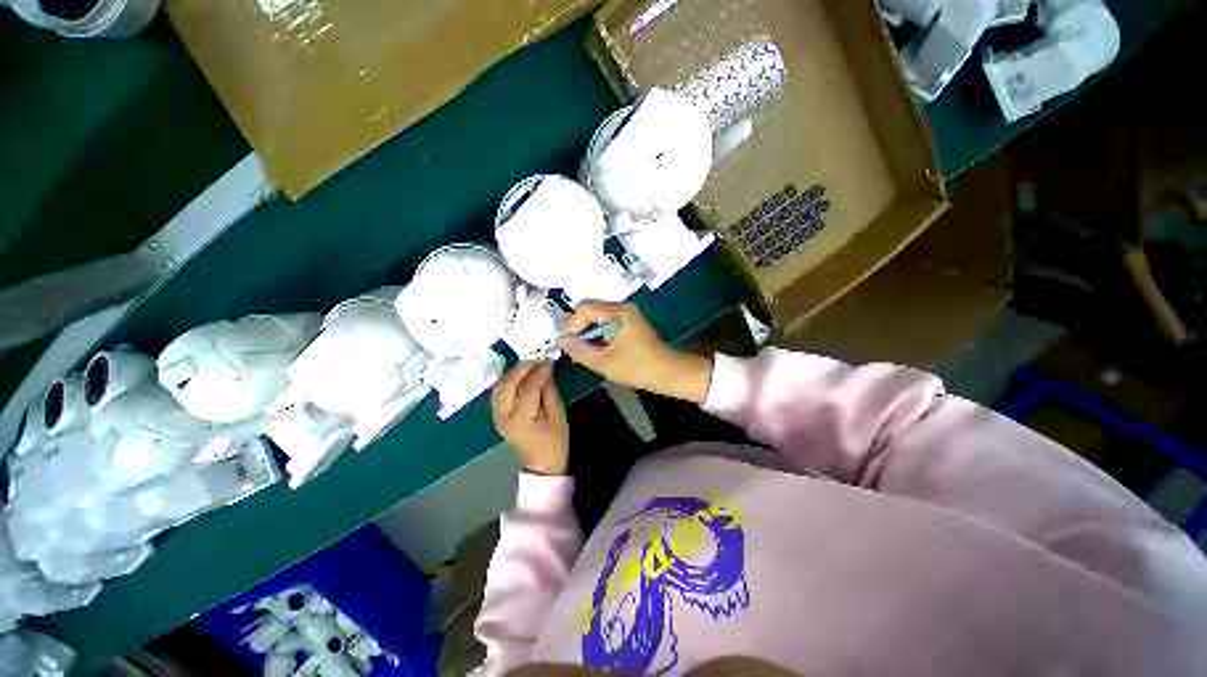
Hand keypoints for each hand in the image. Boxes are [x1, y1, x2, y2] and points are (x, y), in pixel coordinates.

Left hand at [491, 361, 569, 474]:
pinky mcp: (497, 417)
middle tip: (537, 359)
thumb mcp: (558, 416)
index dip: (539, 371)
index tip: (549, 360)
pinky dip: (507, 381)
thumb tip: (546, 369)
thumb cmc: (555, 443)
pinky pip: (498, 393)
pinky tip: (520, 376)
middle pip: (506, 384)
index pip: (528, 388)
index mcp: (521, 420)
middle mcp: (503, 417)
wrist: (542, 466)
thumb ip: (549, 391)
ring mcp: (496, 417)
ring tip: (530, 365)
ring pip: (498, 387)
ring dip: (512, 373)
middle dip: (521, 368)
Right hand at [561, 302, 712, 403]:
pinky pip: (607, 323)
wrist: (667, 372)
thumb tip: (562, 341)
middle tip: (579, 351)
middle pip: (590, 310)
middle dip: (581, 330)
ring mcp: (627, 314)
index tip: (573, 347)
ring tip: (590, 353)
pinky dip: (600, 335)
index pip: (582, 309)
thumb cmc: (636, 367)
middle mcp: (621, 307)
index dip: (573, 327)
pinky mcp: (630, 322)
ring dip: (590, 334)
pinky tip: (601, 350)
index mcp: (616, 311)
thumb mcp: (603, 362)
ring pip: (597, 318)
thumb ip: (579, 350)